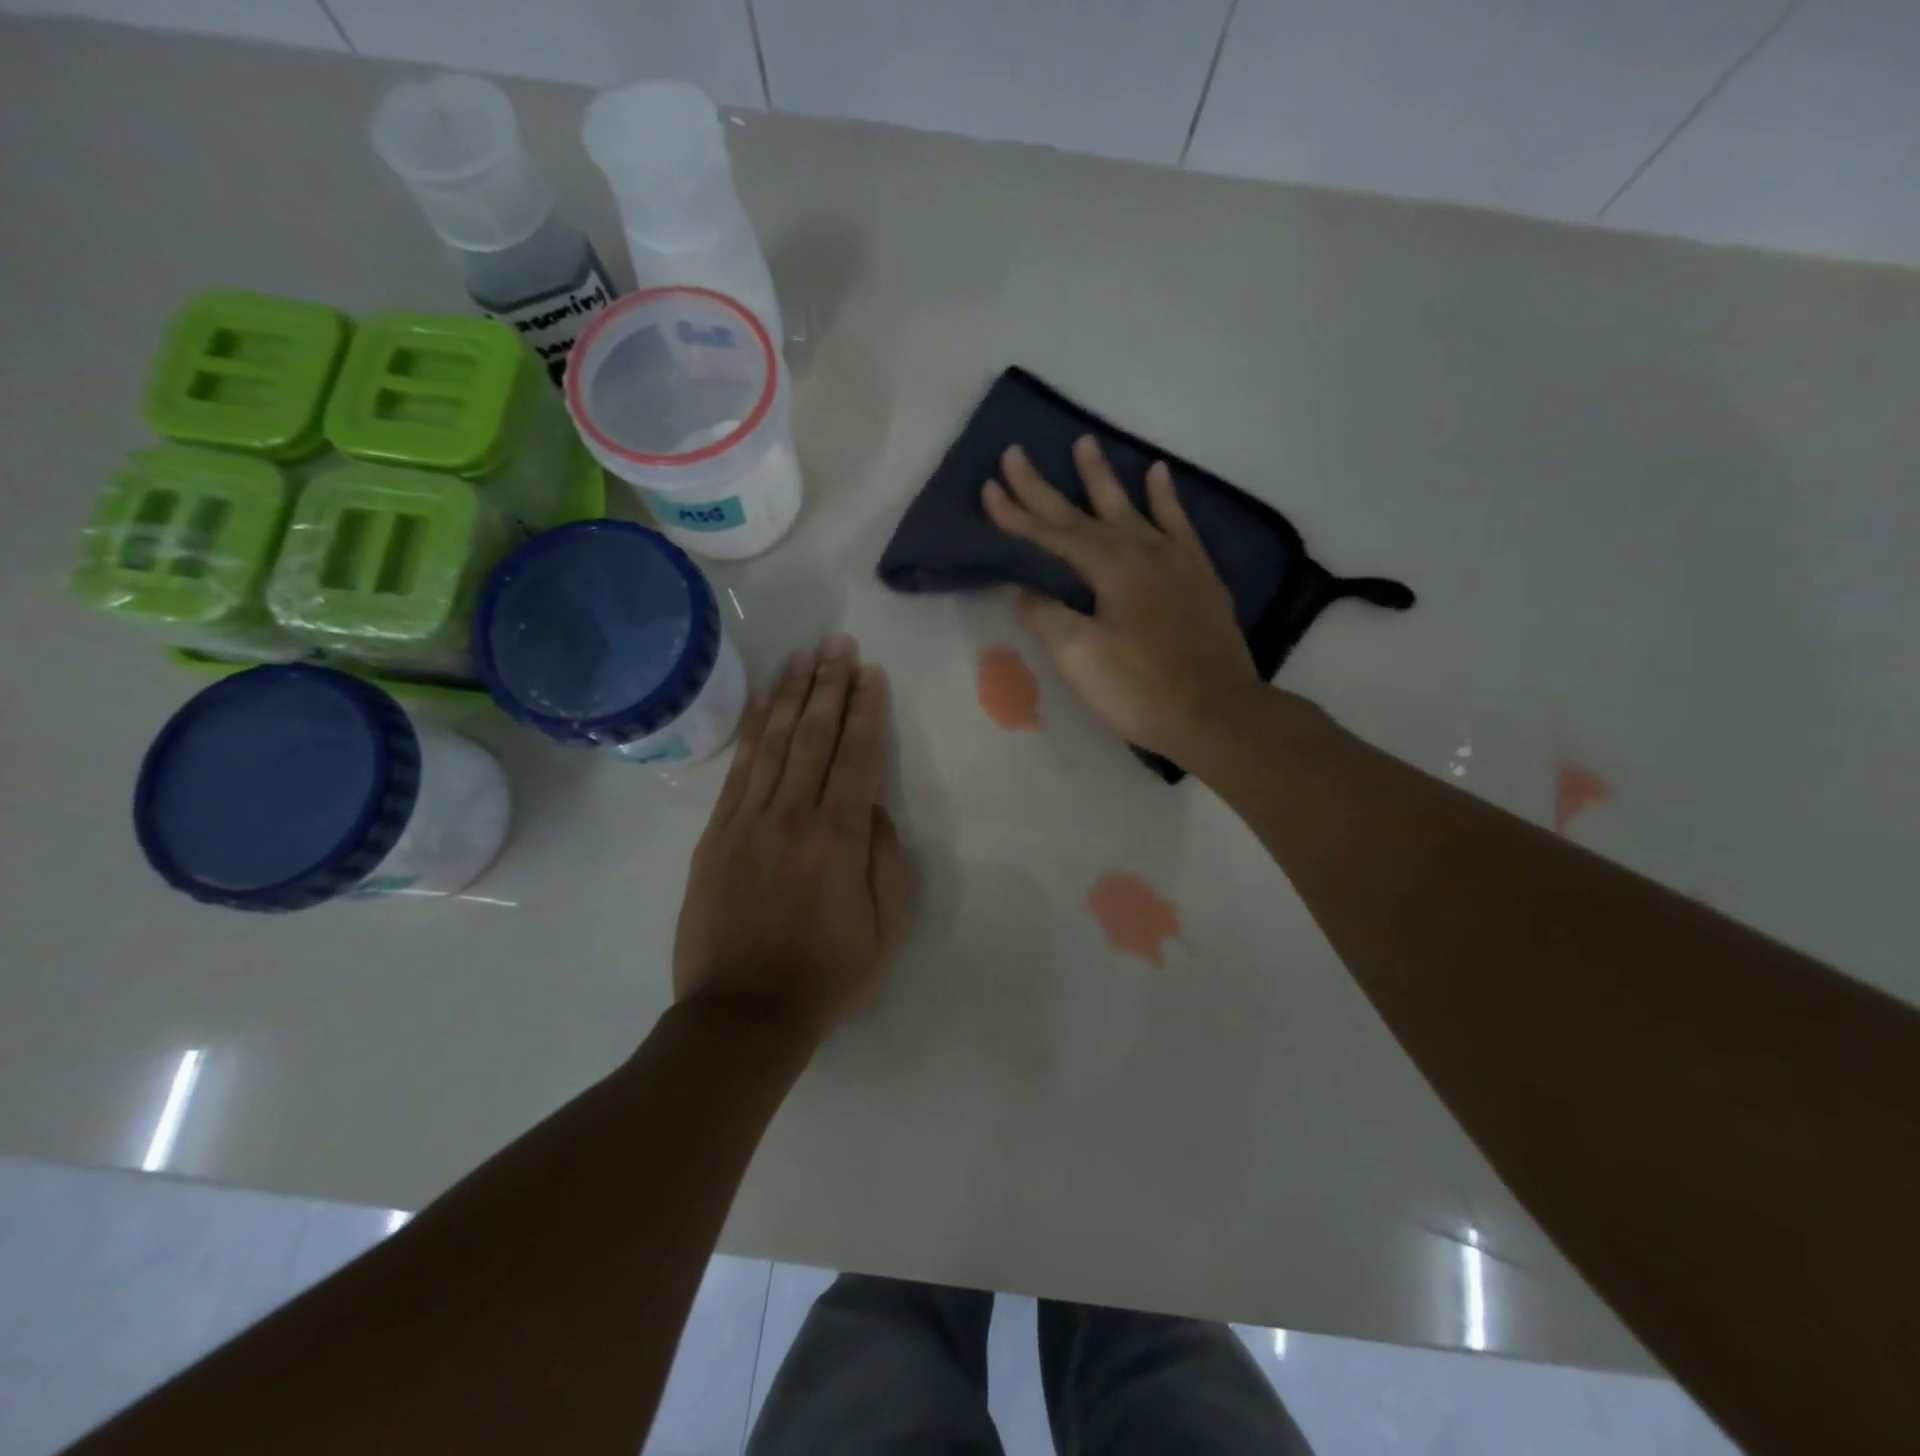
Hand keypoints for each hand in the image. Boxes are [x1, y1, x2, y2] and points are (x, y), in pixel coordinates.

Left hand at [673, 635, 912, 1040]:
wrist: (742, 1014)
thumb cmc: (826, 975)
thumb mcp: (885, 928)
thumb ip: (887, 861)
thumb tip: (874, 809)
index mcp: (840, 838)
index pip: (857, 757)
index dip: (866, 711)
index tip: (870, 673)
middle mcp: (794, 816)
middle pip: (814, 736)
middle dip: (830, 685)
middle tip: (839, 644)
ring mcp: (748, 821)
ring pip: (775, 742)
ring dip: (791, 695)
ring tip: (804, 656)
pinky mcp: (716, 834)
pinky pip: (738, 769)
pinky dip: (752, 729)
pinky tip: (762, 702)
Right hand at [982, 436, 1261, 763]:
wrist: (1217, 714)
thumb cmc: (1141, 689)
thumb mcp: (1081, 657)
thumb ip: (1048, 615)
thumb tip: (1019, 588)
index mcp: (1108, 570)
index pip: (1052, 535)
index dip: (1017, 515)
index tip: (989, 487)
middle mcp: (1141, 552)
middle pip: (1084, 514)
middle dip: (1045, 488)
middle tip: (1017, 453)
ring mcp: (1175, 561)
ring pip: (1132, 509)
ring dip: (1103, 479)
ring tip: (1086, 443)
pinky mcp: (1200, 577)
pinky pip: (1180, 525)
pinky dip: (1167, 499)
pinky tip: (1159, 474)